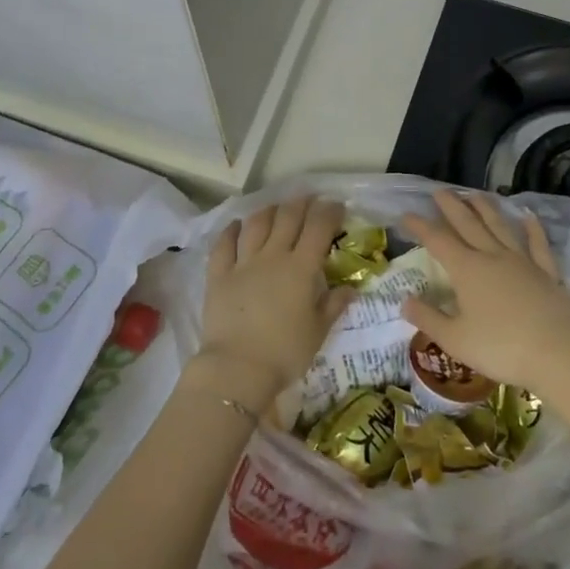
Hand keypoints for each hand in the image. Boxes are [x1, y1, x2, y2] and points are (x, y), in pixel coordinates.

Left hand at [192, 196, 351, 410]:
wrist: (237, 368)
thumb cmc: (284, 353)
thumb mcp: (318, 332)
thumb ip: (334, 306)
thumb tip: (351, 288)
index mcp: (301, 268)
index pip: (318, 227)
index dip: (329, 212)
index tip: (337, 206)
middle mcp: (273, 256)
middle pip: (288, 217)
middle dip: (301, 203)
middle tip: (309, 199)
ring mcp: (243, 262)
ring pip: (256, 224)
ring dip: (269, 210)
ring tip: (276, 207)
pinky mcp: (219, 274)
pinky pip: (224, 244)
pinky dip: (230, 231)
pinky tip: (236, 224)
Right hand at [400, 190, 569, 394]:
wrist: (558, 353)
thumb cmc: (501, 348)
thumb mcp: (455, 340)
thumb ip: (428, 319)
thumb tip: (404, 299)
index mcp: (467, 270)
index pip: (437, 241)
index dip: (420, 226)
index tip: (406, 214)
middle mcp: (492, 256)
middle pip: (468, 224)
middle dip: (452, 206)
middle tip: (440, 191)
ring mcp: (522, 261)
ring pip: (500, 227)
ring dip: (486, 209)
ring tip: (475, 194)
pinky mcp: (547, 272)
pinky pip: (538, 244)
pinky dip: (532, 229)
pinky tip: (528, 217)